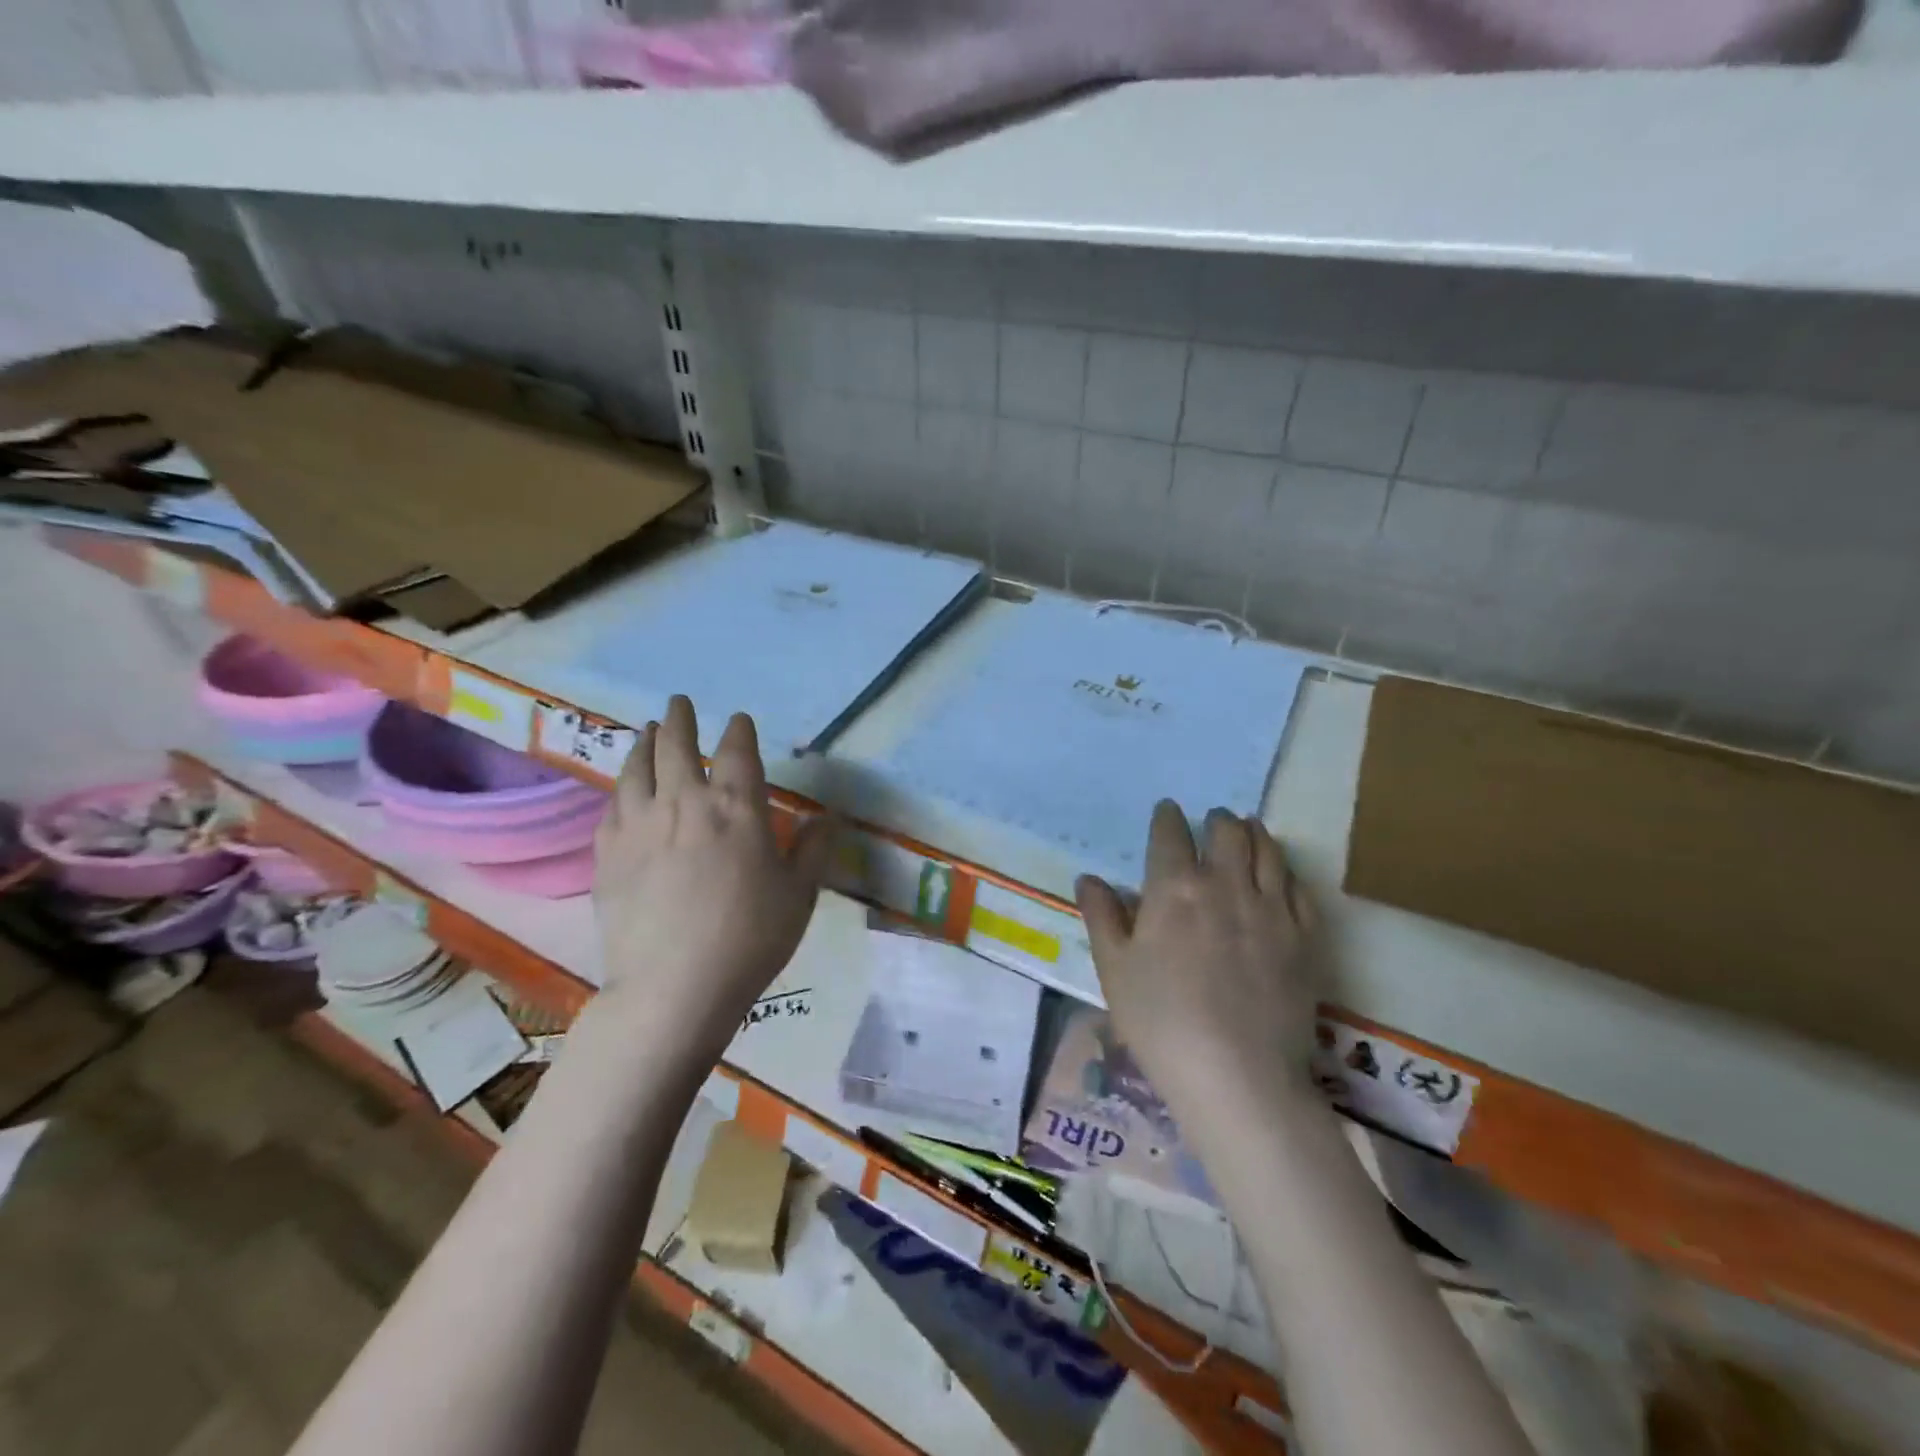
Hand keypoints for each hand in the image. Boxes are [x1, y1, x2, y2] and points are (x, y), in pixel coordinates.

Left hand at [592, 696, 830, 1062]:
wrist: (675, 988)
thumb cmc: (750, 939)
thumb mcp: (799, 895)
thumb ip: (813, 850)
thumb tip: (828, 817)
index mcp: (738, 809)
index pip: (738, 752)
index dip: (739, 731)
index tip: (738, 720)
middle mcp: (685, 803)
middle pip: (678, 746)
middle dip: (680, 719)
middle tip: (678, 703)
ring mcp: (640, 825)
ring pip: (637, 768)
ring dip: (645, 743)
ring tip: (648, 731)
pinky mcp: (608, 854)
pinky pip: (612, 806)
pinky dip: (621, 787)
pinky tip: (624, 789)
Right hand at [1075, 801, 1316, 1123]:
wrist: (1238, 1075)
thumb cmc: (1160, 1021)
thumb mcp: (1114, 969)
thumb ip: (1102, 916)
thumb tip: (1088, 878)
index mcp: (1174, 887)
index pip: (1171, 834)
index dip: (1167, 817)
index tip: (1167, 811)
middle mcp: (1225, 884)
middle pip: (1227, 832)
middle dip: (1217, 820)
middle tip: (1212, 820)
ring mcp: (1271, 909)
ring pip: (1268, 851)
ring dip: (1254, 834)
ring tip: (1248, 829)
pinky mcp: (1304, 937)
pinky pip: (1298, 888)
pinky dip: (1286, 872)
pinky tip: (1281, 876)